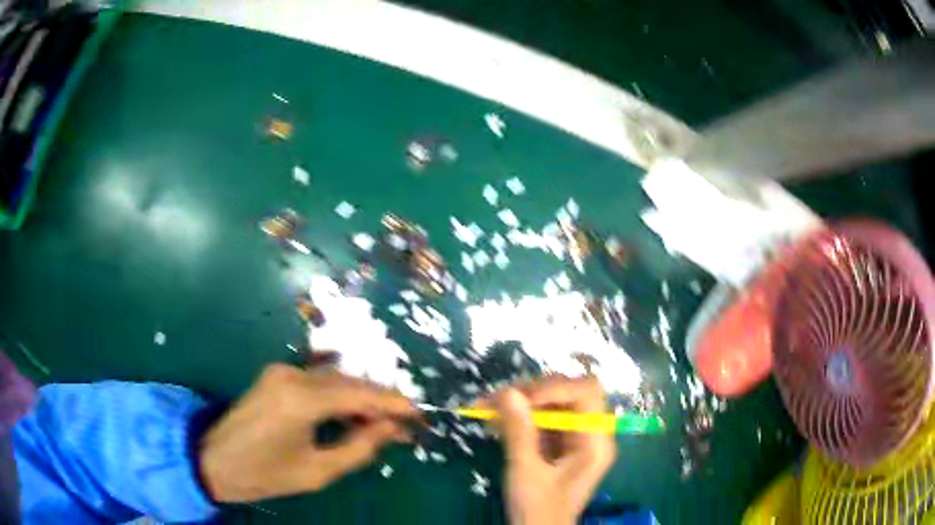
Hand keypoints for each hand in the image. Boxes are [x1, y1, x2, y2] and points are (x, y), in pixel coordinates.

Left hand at [199, 364, 414, 502]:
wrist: (214, 460)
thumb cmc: (266, 473)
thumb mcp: (318, 471)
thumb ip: (359, 448)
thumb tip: (390, 429)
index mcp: (302, 399)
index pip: (360, 393)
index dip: (393, 402)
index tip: (419, 414)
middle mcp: (292, 375)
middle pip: (349, 381)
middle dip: (379, 401)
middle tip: (403, 424)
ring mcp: (281, 371)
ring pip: (334, 379)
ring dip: (359, 398)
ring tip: (381, 424)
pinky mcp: (274, 376)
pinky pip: (317, 381)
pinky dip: (338, 396)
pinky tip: (350, 414)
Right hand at [494, 376, 616, 524]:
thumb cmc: (538, 510)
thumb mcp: (526, 472)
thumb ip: (519, 431)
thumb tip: (507, 392)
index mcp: (595, 441)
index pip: (587, 393)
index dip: (555, 387)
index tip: (519, 397)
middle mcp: (590, 433)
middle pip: (569, 393)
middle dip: (533, 392)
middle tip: (498, 399)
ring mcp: (575, 438)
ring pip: (552, 403)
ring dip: (520, 402)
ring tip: (487, 407)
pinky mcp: (559, 444)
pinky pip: (542, 419)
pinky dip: (519, 417)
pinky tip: (495, 421)